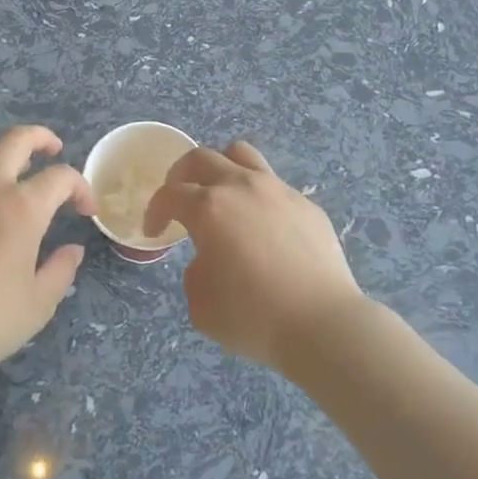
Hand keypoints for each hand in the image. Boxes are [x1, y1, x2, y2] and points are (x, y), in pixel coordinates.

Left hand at [0, 126, 95, 393]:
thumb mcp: (38, 303)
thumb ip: (61, 269)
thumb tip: (72, 249)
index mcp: (22, 206)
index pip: (61, 176)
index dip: (80, 187)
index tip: (86, 210)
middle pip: (17, 139)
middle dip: (41, 138)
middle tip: (52, 150)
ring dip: (3, 154)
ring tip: (12, 172)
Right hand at [144, 141, 363, 369]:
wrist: (322, 324)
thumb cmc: (253, 316)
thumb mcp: (201, 305)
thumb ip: (195, 272)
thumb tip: (210, 259)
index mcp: (208, 207)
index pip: (169, 194)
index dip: (155, 210)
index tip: (154, 230)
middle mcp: (241, 186)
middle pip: (201, 158)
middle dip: (181, 175)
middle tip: (179, 199)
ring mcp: (278, 190)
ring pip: (241, 154)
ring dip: (222, 167)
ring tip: (221, 194)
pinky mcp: (307, 205)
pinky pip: (275, 186)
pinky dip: (259, 197)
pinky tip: (265, 228)